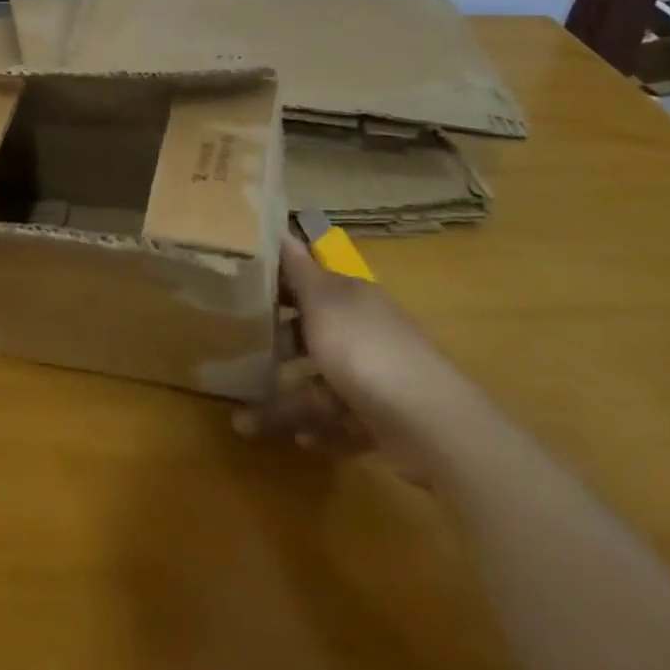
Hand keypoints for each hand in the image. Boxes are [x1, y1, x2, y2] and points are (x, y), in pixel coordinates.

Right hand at [236, 234, 473, 481]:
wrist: (430, 425)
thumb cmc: (364, 350)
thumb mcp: (322, 302)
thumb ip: (298, 270)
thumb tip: (281, 229)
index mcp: (351, 298)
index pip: (309, 283)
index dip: (276, 287)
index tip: (238, 294)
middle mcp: (364, 332)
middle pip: (313, 335)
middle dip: (277, 348)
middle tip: (238, 356)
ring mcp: (376, 378)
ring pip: (321, 385)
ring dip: (287, 402)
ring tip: (245, 421)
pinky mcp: (383, 421)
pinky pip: (342, 422)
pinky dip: (321, 429)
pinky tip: (299, 440)